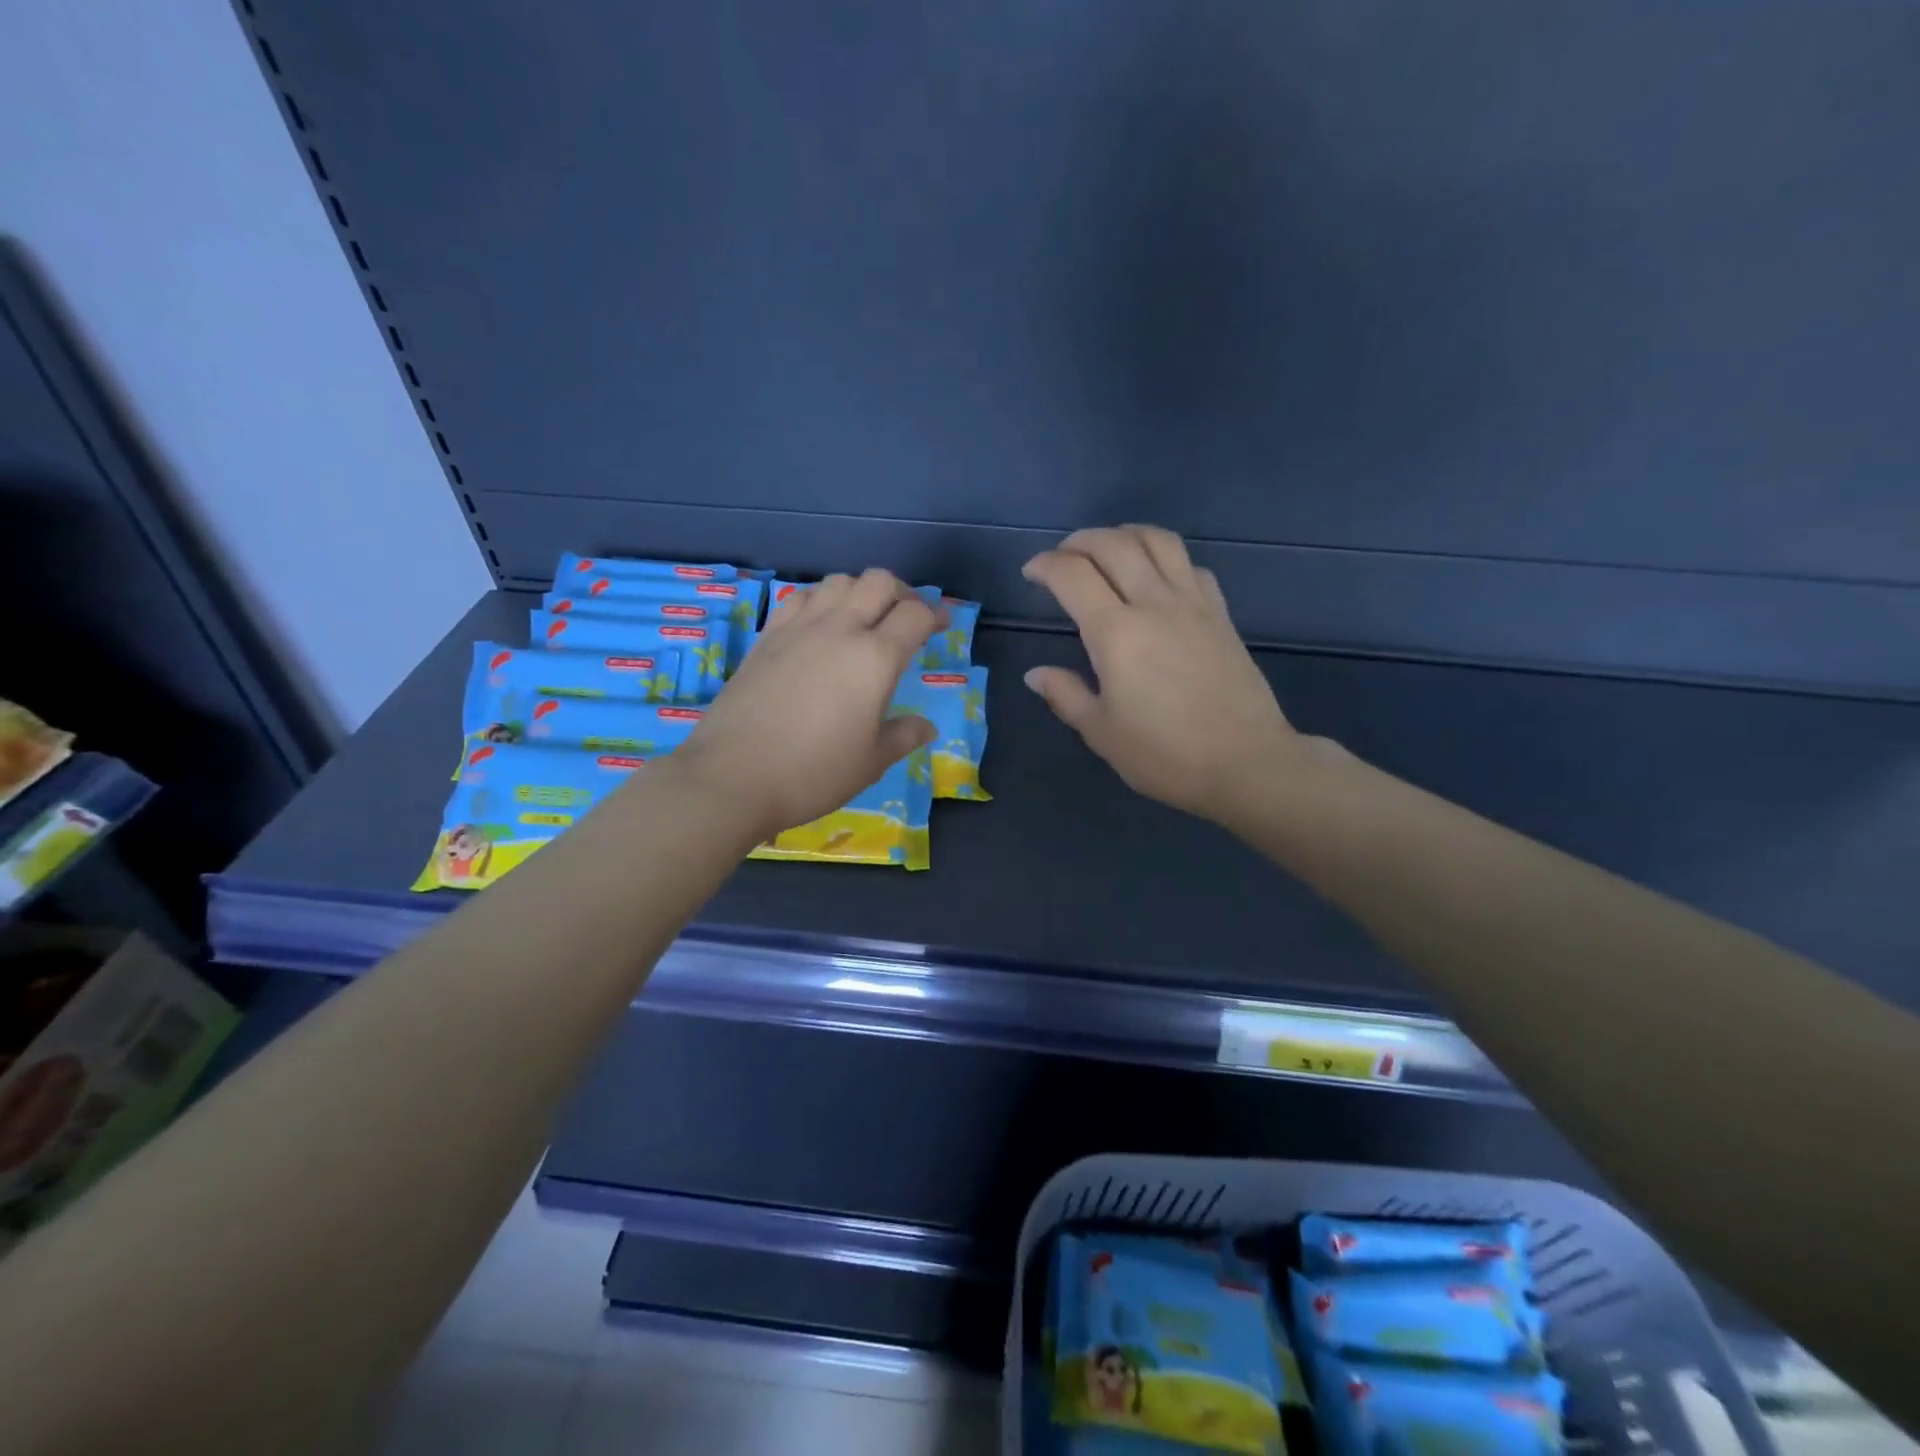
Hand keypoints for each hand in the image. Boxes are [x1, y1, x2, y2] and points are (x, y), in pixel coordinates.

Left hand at [673, 569, 939, 839]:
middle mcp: (840, 629)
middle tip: (906, 618)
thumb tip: (926, 727)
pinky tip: (820, 626)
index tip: (941, 626)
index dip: (936, 614)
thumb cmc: (812, 773)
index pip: (915, 615)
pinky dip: (820, 600)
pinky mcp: (767, 635)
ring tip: (863, 619)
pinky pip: (800, 597)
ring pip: (838, 581)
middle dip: (902, 593)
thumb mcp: (870, 762)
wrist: (733, 776)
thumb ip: (903, 736)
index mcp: (875, 658)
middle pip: (879, 582)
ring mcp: (799, 628)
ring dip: (860, 591)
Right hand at [1022, 525, 1308, 823]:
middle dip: (1079, 541)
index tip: (1031, 574)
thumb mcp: (1102, 733)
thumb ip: (1065, 695)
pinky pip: (1191, 565)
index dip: (1045, 566)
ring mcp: (1194, 604)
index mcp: (1116, 633)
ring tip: (1108, 552)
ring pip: (1158, 541)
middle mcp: (1154, 603)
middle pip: (1113, 544)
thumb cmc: (1165, 754)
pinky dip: (1165, 558)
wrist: (1246, 763)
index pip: (1072, 575)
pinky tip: (1157, 579)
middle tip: (1062, 558)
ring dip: (1125, 535)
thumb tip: (1036, 674)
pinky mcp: (1221, 614)